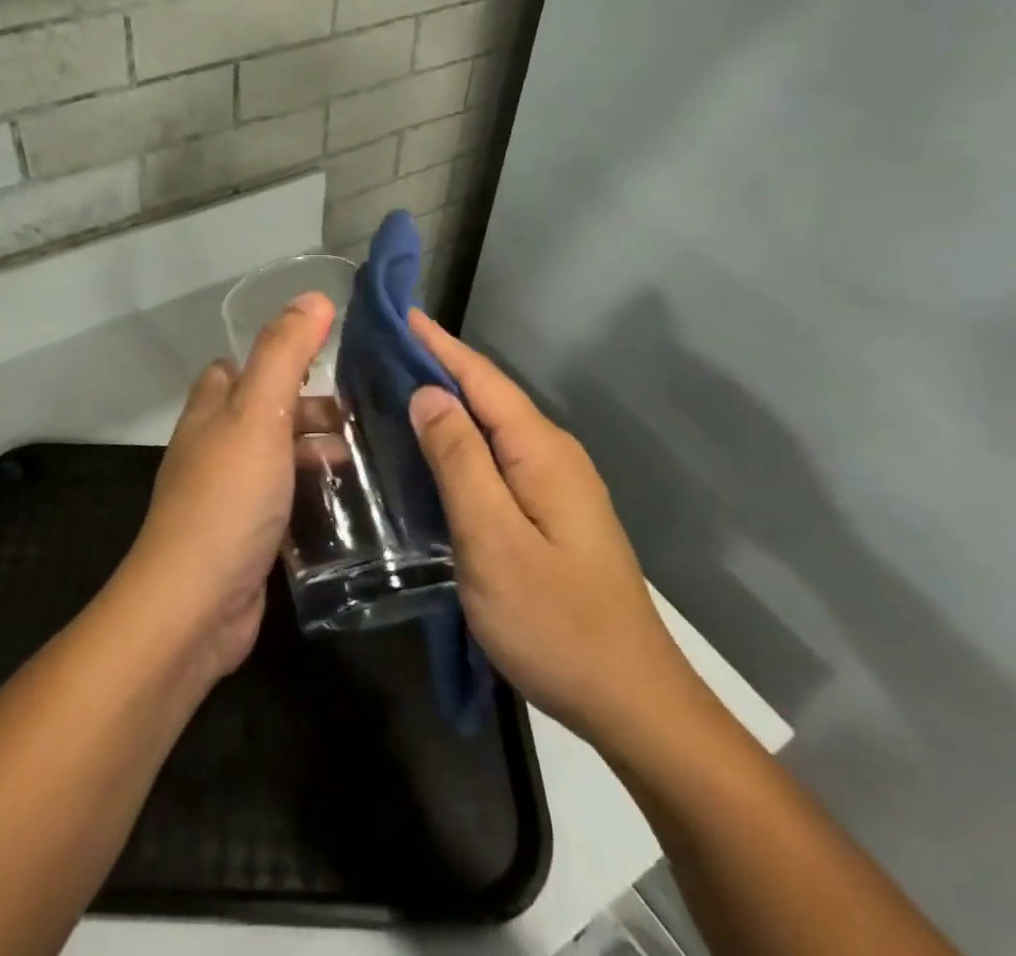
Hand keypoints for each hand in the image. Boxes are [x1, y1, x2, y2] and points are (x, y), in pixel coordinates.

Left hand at [121, 292, 334, 680]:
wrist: (194, 607)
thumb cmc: (227, 498)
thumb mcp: (257, 414)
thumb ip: (283, 353)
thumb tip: (314, 297)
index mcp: (210, 411)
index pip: (235, 368)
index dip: (275, 357)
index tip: (327, 357)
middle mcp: (214, 447)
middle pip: (263, 412)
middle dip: (309, 407)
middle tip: (364, 413)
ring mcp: (229, 494)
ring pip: (277, 457)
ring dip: (316, 452)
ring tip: (371, 455)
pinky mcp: (247, 536)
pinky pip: (284, 500)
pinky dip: (314, 495)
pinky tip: (352, 503)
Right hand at [406, 310, 701, 747]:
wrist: (631, 701)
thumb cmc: (554, 620)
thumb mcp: (492, 539)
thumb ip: (460, 461)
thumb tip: (429, 393)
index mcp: (541, 452)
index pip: (482, 379)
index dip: (439, 344)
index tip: (400, 313)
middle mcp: (553, 456)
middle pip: (489, 396)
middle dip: (439, 366)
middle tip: (383, 352)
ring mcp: (557, 486)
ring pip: (493, 428)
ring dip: (449, 403)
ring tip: (396, 390)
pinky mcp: (552, 513)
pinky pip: (498, 458)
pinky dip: (462, 441)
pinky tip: (434, 451)